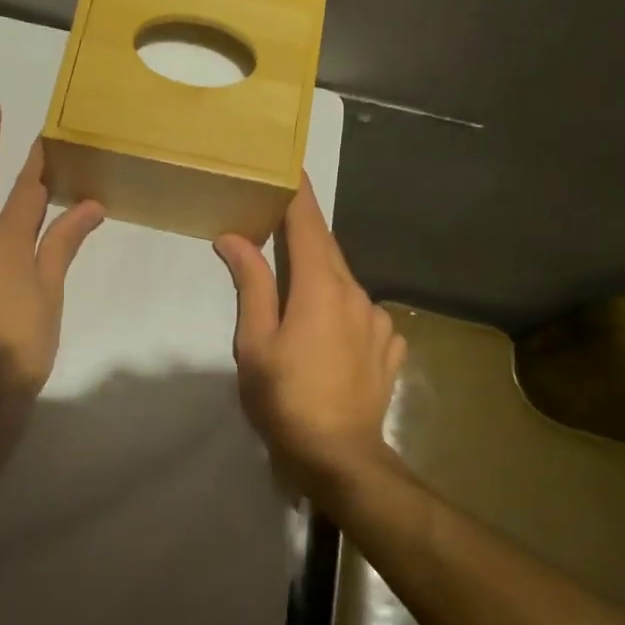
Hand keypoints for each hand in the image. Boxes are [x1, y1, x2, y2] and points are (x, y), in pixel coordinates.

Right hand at [214, 179, 406, 505]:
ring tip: (297, 296)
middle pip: (328, 250)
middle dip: (304, 234)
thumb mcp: (256, 342)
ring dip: (322, 279)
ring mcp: (378, 323)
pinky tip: (330, 335)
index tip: (290, 165)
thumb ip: (251, 285)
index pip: (310, 224)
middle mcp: (356, 294)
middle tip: (277, 225)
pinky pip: (363, 316)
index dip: (299, 193)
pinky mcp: (388, 349)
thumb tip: (235, 237)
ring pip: (345, 284)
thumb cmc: (286, 399)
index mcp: (321, 287)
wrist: (340, 458)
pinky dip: (343, 312)